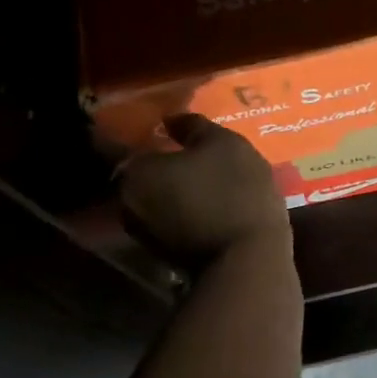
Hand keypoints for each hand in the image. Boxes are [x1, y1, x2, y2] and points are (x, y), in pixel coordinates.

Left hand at [113, 114, 291, 264]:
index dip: (153, 134)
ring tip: (207, 178)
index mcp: (135, 171)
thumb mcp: (223, 143)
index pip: (133, 143)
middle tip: (195, 154)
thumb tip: (171, 118)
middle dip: (165, 165)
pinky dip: (185, 211)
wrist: (248, 258)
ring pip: (158, 200)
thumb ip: (192, 126)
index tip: (173, 130)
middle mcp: (128, 203)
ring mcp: (144, 234)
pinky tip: (211, 203)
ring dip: (176, 190)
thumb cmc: (233, 190)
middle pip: (145, 174)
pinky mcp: (165, 255)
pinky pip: (171, 221)